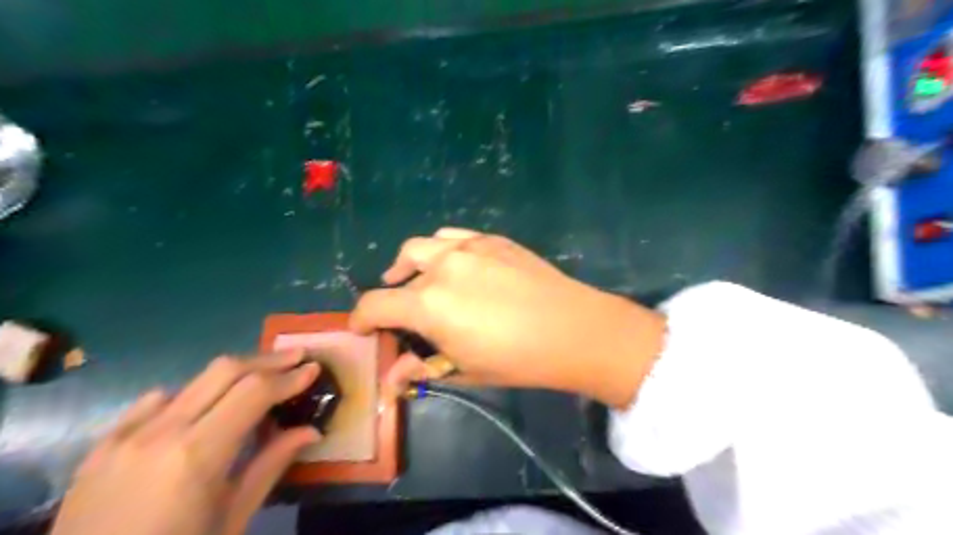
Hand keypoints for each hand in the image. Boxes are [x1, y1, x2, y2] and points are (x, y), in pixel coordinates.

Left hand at [53, 350, 318, 534]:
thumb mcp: (232, 519)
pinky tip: (201, 408)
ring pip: (192, 380)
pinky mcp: (102, 446)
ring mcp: (125, 436)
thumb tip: (311, 430)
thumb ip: (271, 466)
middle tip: (296, 358)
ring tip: (258, 380)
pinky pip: (154, 402)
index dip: (289, 376)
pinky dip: (189, 394)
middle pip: (224, 370)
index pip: (255, 392)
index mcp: (197, 454)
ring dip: (233, 374)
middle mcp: (161, 432)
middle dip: (267, 360)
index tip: (314, 368)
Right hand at [347, 228, 664, 406]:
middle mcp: (441, 267)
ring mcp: (468, 247)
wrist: (573, 329)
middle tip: (401, 313)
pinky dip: (442, 249)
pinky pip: (453, 236)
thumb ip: (422, 368)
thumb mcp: (466, 369)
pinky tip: (452, 263)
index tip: (362, 330)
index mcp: (429, 305)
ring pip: (422, 246)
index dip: (360, 319)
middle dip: (392, 296)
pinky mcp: (492, 239)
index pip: (375, 306)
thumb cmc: (518, 359)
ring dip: (411, 265)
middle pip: (398, 274)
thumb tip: (391, 378)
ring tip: (417, 280)